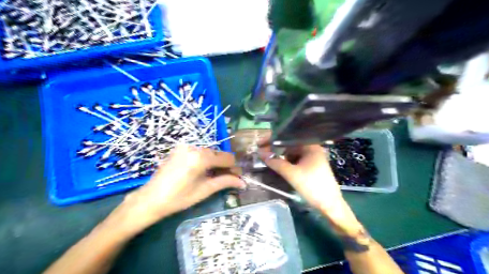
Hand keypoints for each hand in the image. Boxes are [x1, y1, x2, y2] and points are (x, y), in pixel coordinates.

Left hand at [115, 145, 243, 234]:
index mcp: (201, 157)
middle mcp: (195, 147)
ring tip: (213, 176)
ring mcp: (185, 146)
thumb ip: (225, 182)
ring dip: (215, 162)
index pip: (227, 157)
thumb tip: (243, 182)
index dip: (234, 168)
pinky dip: (204, 159)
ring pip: (209, 152)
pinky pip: (198, 151)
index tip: (236, 177)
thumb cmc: (178, 198)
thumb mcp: (204, 190)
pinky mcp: (179, 148)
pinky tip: (202, 171)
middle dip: (224, 165)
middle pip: (218, 153)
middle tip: (226, 178)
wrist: (150, 198)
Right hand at [260, 143, 361, 235]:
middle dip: (275, 148)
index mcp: (310, 146)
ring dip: (279, 155)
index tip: (259, 143)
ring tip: (266, 157)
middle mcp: (311, 148)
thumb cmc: (312, 186)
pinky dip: (286, 161)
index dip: (273, 139)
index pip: (288, 137)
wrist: (330, 205)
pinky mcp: (310, 166)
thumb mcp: (292, 174)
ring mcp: (311, 157)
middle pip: (289, 144)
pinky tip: (277, 163)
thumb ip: (275, 162)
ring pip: (291, 152)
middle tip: (261, 152)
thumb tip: (260, 153)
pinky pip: (295, 159)